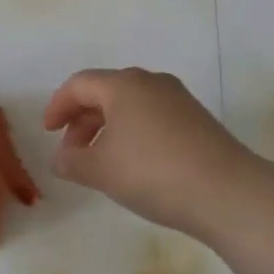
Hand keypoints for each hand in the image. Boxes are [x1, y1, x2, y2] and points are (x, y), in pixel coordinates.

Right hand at [43, 68, 254, 233]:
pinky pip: (153, 117)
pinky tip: (135, 164)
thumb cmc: (152, 172)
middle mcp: (151, 82)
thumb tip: (61, 156)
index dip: (58, 105)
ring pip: (131, 105)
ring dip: (108, 128)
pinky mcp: (197, 119)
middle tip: (72, 152)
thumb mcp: (100, 170)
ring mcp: (178, 99)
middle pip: (106, 92)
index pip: (80, 84)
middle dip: (83, 120)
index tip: (48, 132)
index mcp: (124, 84)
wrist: (225, 190)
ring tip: (101, 162)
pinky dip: (133, 133)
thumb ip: (72, 161)